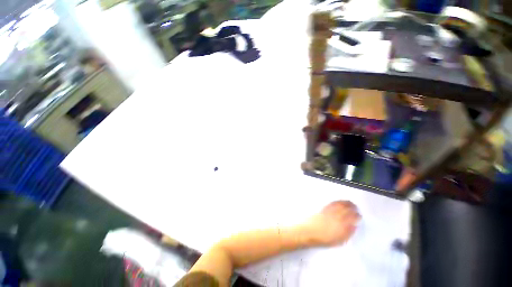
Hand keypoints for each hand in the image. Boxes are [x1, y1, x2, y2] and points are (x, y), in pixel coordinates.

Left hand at [302, 201, 359, 245]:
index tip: (359, 215)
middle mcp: (336, 217)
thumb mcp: (338, 241)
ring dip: (346, 203)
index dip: (356, 216)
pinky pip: (332, 204)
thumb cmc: (323, 239)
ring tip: (350, 203)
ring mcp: (329, 212)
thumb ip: (347, 233)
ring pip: (340, 205)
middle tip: (356, 207)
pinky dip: (337, 202)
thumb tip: (354, 227)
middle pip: (346, 210)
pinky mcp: (323, 209)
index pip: (352, 218)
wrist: (309, 232)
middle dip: (352, 208)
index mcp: (342, 225)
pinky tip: (339, 202)